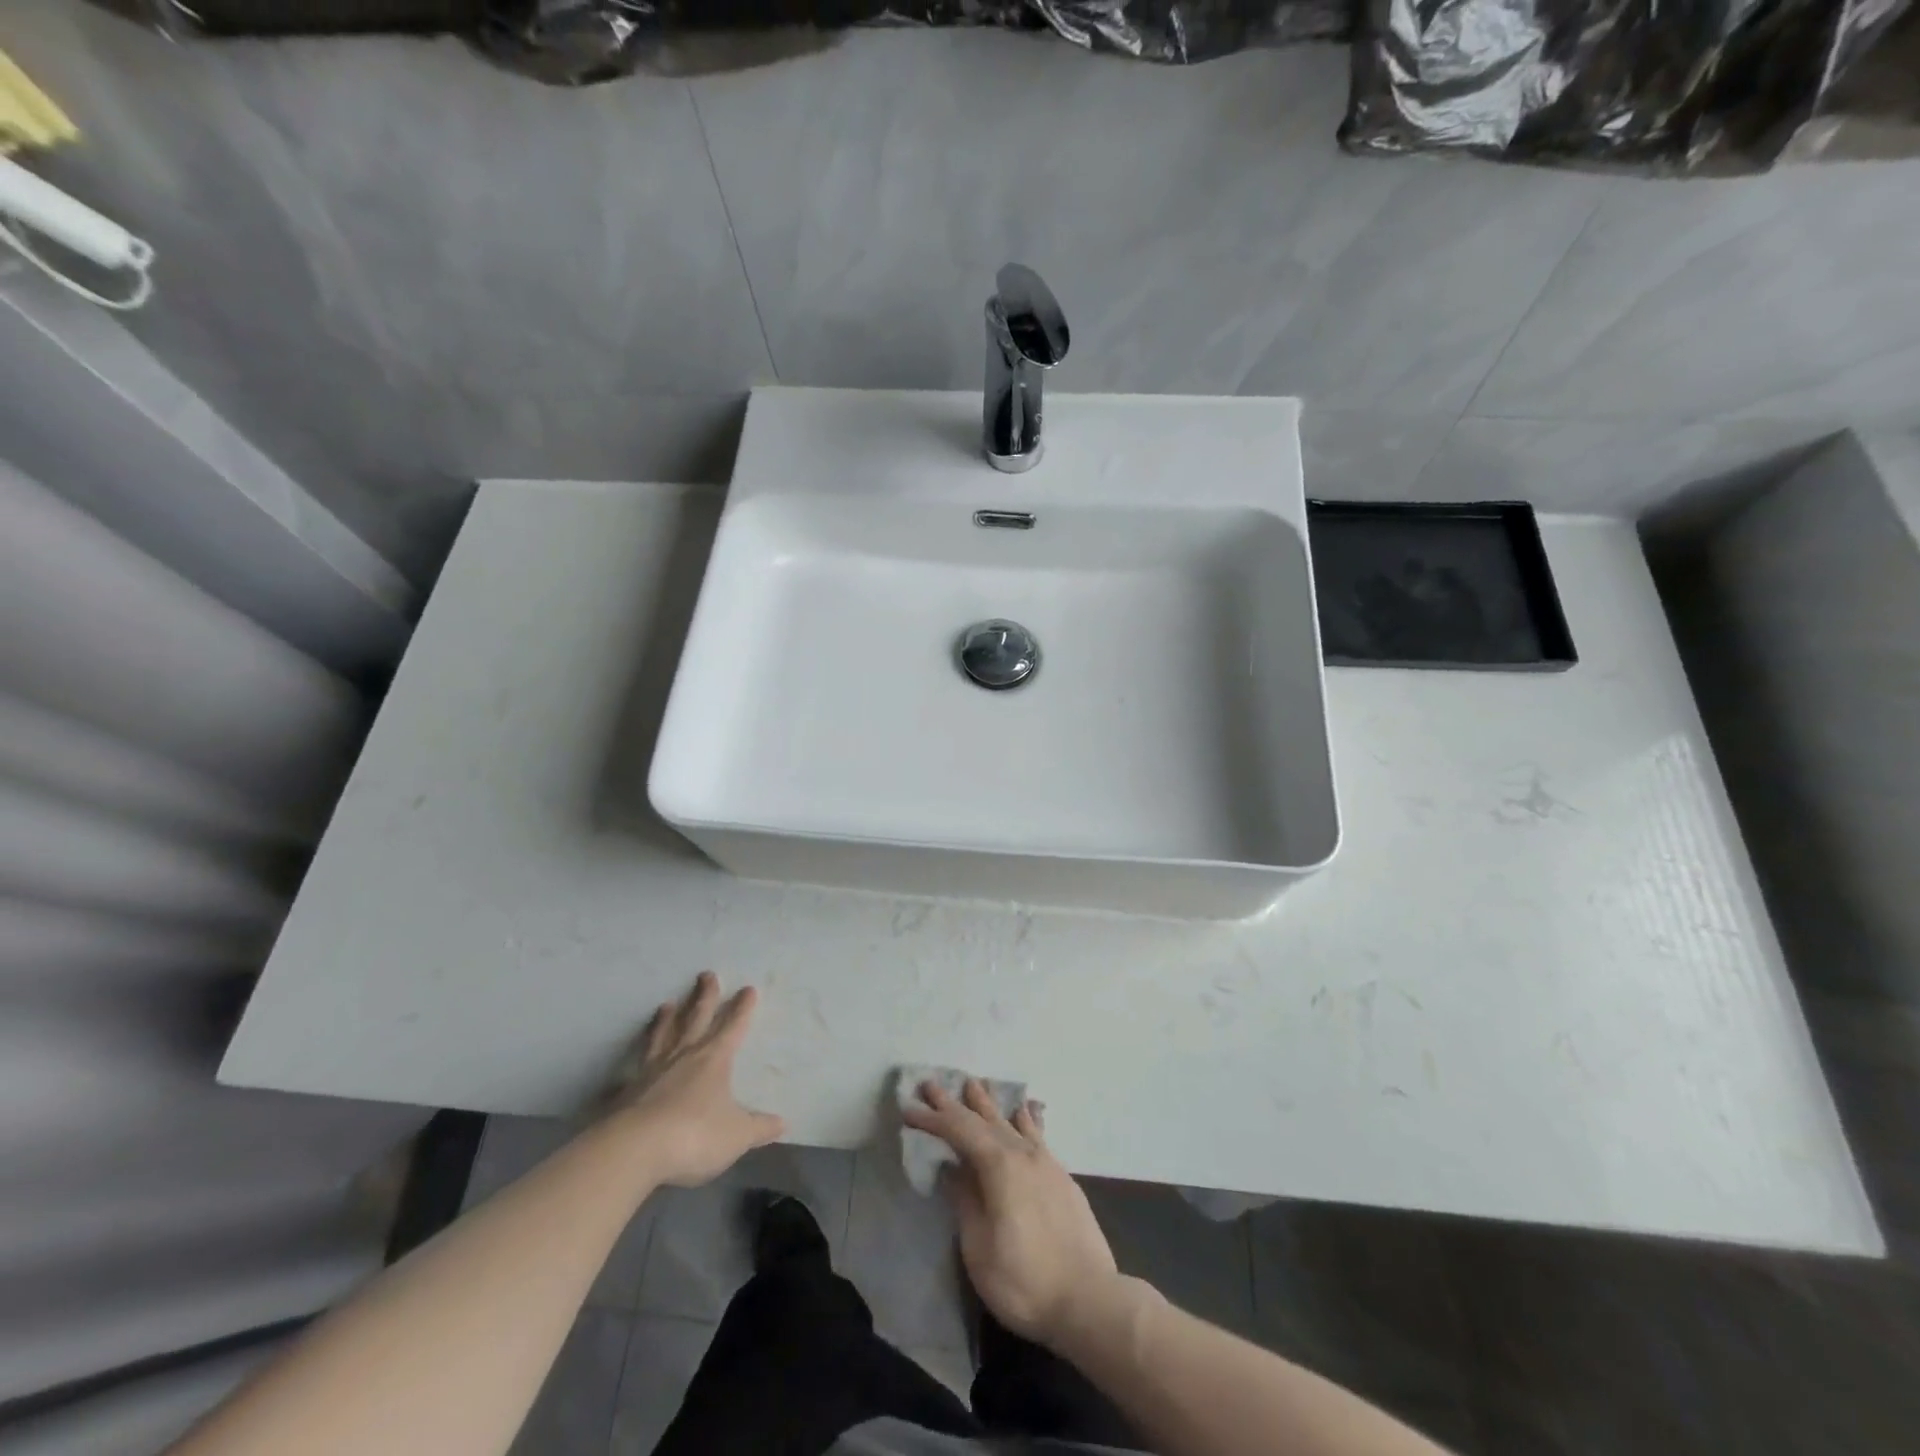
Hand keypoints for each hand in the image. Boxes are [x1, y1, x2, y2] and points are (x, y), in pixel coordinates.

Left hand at [605, 972, 784, 1187]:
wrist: (634, 1149)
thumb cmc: (695, 1135)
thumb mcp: (736, 1135)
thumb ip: (759, 1128)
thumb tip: (782, 1123)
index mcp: (714, 1059)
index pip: (732, 1027)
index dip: (742, 1008)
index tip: (747, 989)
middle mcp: (683, 1056)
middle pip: (696, 1018)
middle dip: (705, 996)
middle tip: (706, 974)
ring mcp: (652, 1071)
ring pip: (662, 1036)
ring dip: (667, 1019)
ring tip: (667, 1004)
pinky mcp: (628, 1091)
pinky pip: (634, 1070)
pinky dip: (635, 1064)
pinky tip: (628, 1067)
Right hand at [903, 1079, 1119, 1349]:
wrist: (1090, 1300)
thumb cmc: (1025, 1281)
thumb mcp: (979, 1249)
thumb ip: (965, 1201)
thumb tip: (953, 1169)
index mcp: (999, 1166)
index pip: (959, 1131)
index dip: (933, 1119)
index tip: (909, 1107)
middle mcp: (1023, 1154)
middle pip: (984, 1120)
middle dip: (955, 1103)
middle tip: (932, 1085)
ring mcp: (1046, 1163)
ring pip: (1011, 1122)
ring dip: (989, 1104)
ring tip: (975, 1084)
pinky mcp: (1063, 1178)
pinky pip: (1037, 1135)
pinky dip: (1024, 1119)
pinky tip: (1024, 1111)